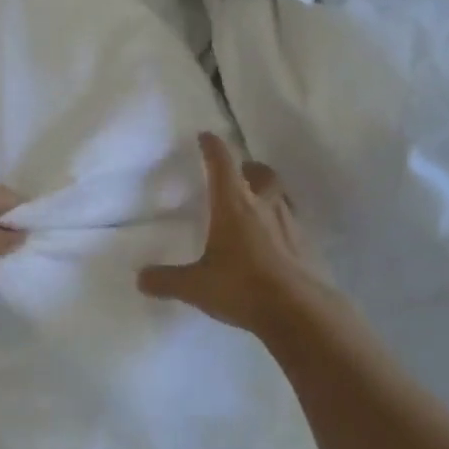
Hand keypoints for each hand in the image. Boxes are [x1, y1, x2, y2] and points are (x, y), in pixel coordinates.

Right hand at [139, 132, 322, 332]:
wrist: (301, 312)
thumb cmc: (243, 287)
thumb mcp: (196, 286)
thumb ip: (167, 280)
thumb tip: (140, 279)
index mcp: (234, 205)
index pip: (222, 165)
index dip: (213, 147)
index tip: (206, 136)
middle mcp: (264, 206)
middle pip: (261, 173)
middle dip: (248, 167)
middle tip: (239, 172)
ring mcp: (291, 225)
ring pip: (281, 195)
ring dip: (268, 192)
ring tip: (256, 203)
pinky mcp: (307, 247)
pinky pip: (293, 223)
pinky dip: (281, 223)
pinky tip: (274, 240)